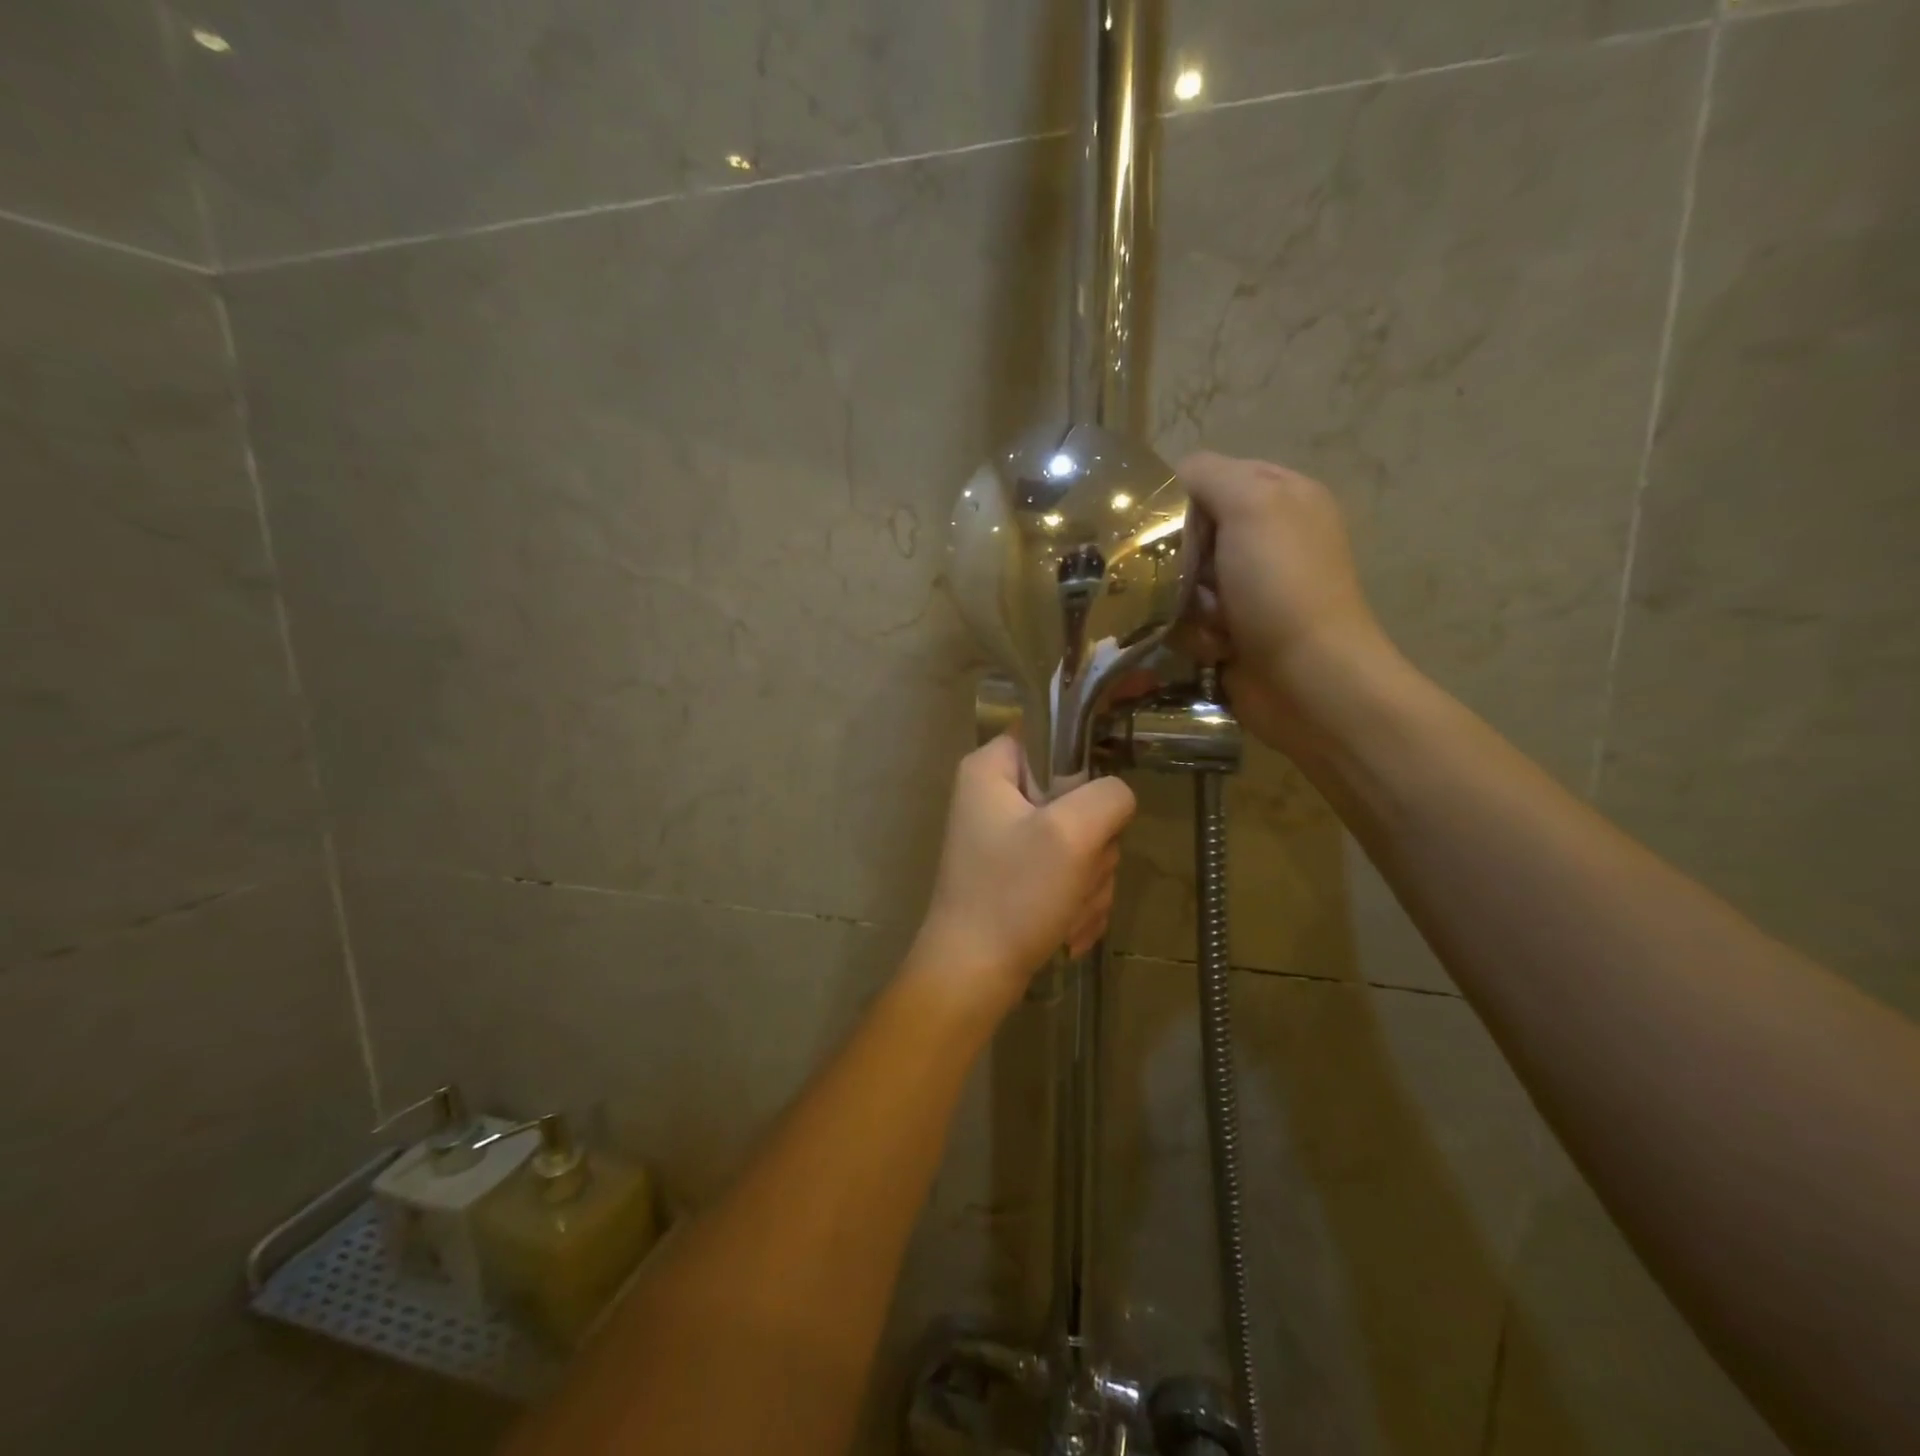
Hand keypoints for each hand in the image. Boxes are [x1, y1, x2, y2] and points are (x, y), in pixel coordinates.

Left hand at [912, 735, 1136, 1009]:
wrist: (973, 976)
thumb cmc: (1013, 895)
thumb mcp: (1071, 834)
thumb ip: (1109, 796)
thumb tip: (1116, 797)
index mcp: (992, 769)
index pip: (1053, 735)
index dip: (1085, 764)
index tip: (1095, 804)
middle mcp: (996, 796)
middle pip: (1077, 796)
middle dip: (1091, 846)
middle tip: (1074, 873)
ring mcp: (1009, 839)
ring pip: (1082, 840)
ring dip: (1088, 881)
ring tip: (1066, 909)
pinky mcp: (1021, 875)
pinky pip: (1071, 873)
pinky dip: (1077, 902)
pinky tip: (1065, 928)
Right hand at [1179, 451, 1401, 752]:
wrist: (1307, 680)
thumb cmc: (1281, 585)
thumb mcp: (1251, 504)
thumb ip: (1208, 475)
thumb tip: (1172, 479)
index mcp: (1280, 495)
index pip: (1209, 476)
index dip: (1181, 498)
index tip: (1165, 526)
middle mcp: (1267, 537)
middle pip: (1190, 533)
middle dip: (1180, 558)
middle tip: (1186, 577)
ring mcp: (1251, 588)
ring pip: (1182, 580)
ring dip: (1184, 601)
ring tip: (1208, 619)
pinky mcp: (1235, 630)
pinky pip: (1188, 620)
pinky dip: (1194, 633)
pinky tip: (1215, 646)